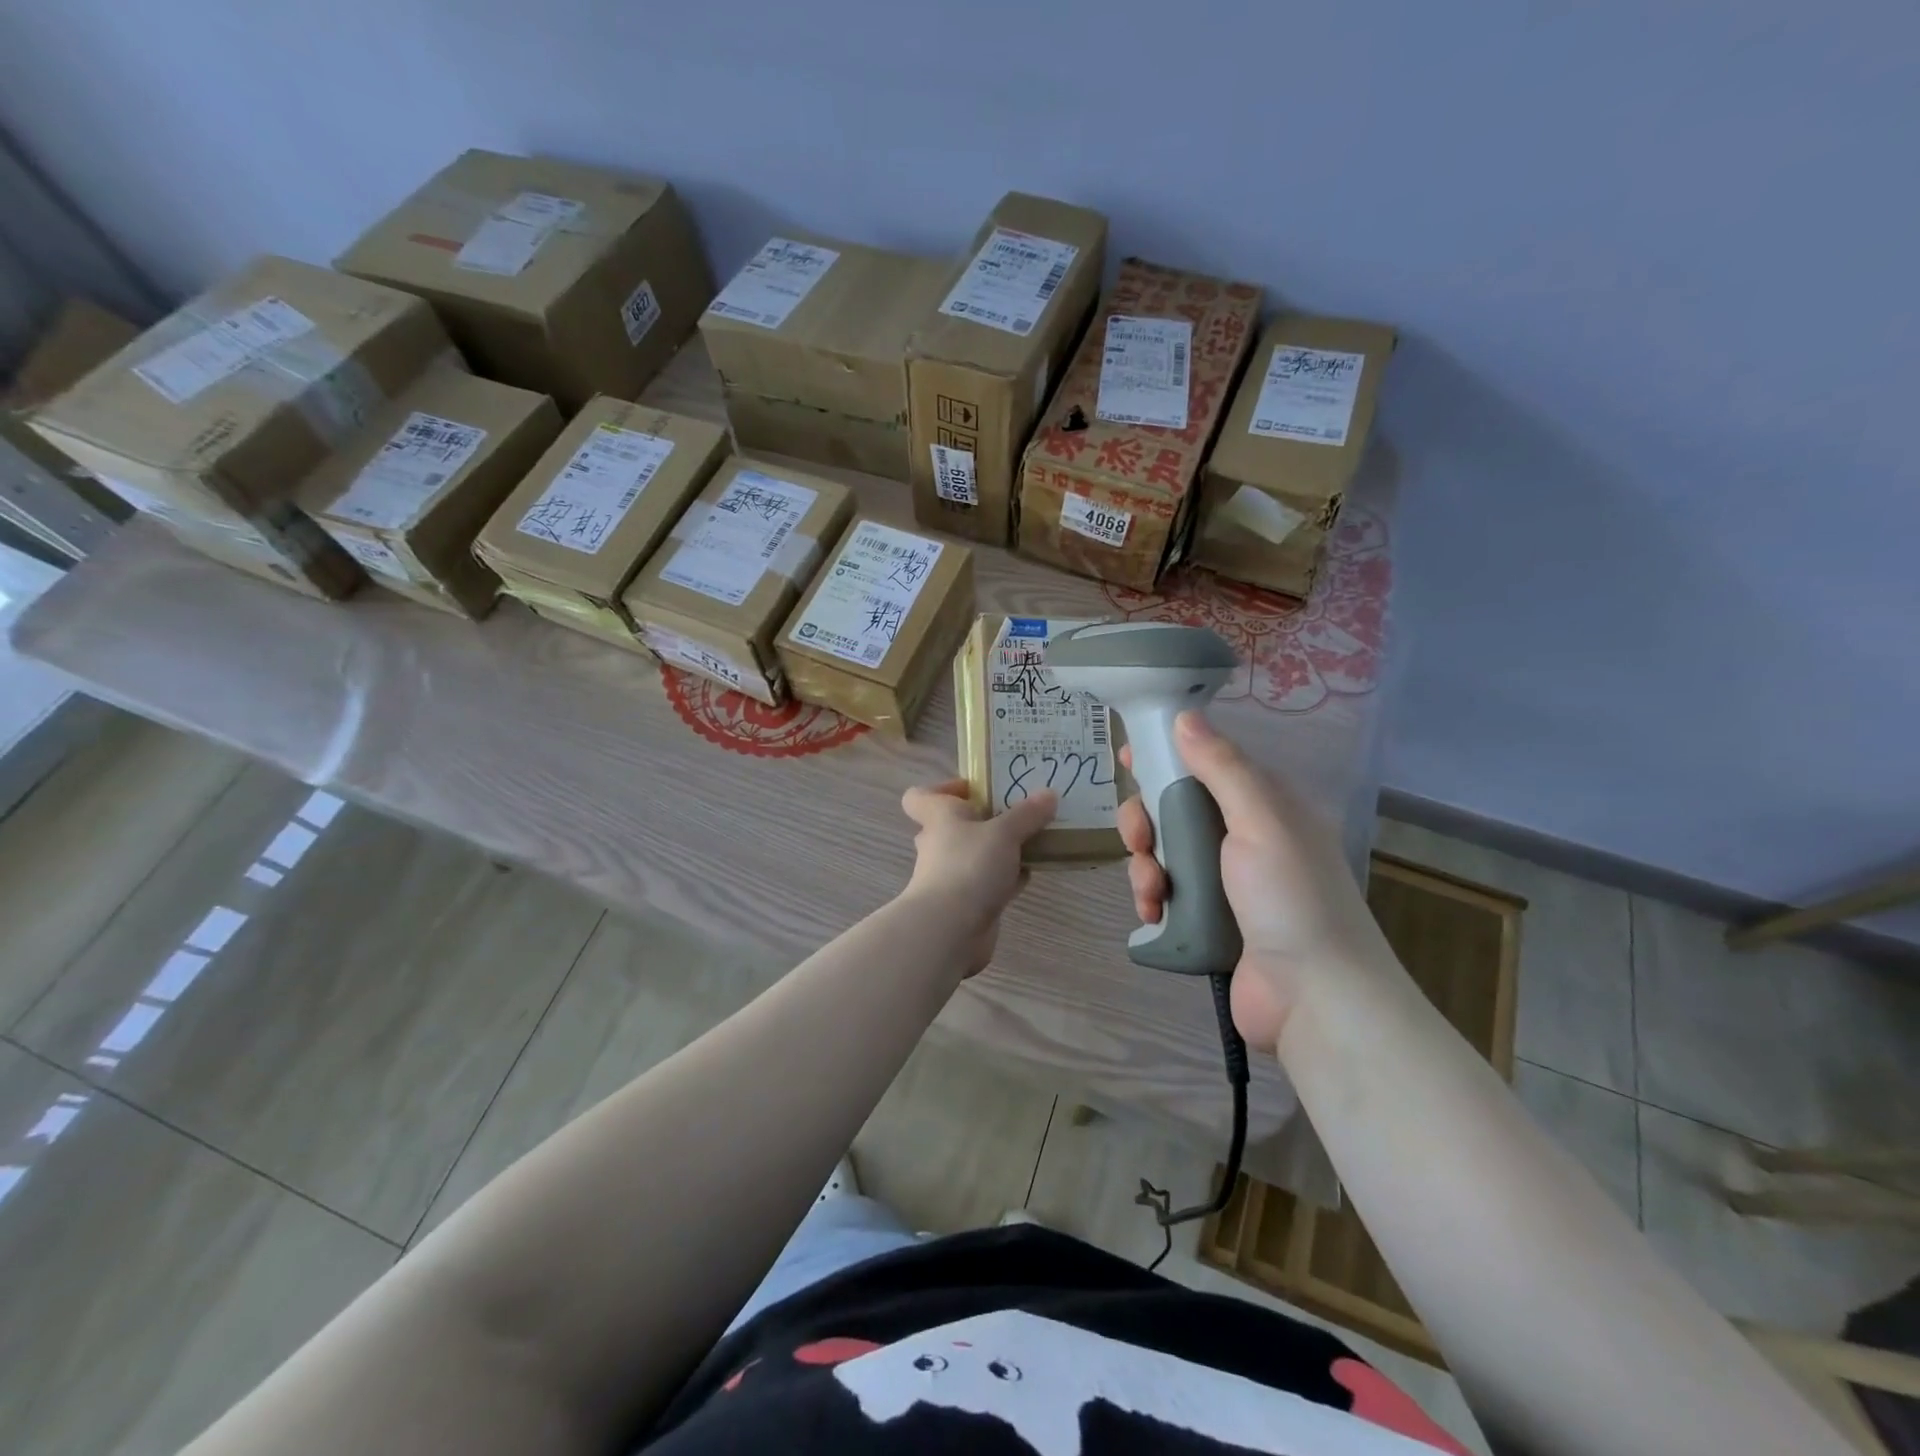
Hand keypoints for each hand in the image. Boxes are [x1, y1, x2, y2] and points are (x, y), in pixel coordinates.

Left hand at [900, 780, 1057, 973]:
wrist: (950, 930)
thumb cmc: (969, 866)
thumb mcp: (1004, 833)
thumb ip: (1027, 814)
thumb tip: (1049, 793)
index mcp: (939, 818)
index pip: (919, 797)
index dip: (941, 790)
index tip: (974, 789)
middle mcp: (938, 845)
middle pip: (952, 825)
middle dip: (982, 820)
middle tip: (1015, 813)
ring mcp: (950, 876)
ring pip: (973, 855)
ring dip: (997, 850)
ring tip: (1032, 840)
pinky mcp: (965, 904)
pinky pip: (987, 882)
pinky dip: (1006, 878)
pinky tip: (1030, 874)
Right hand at [1118, 713, 1385, 1047]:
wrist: (1313, 996)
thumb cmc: (1290, 896)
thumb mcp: (1260, 820)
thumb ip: (1221, 767)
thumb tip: (1184, 716)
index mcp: (1262, 805)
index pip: (1205, 763)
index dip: (1165, 756)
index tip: (1127, 759)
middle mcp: (1242, 837)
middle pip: (1174, 808)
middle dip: (1145, 819)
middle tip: (1138, 836)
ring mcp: (1223, 882)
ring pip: (1162, 852)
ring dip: (1143, 864)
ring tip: (1150, 889)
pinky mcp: (1205, 919)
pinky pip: (1164, 893)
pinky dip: (1150, 898)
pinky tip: (1152, 913)